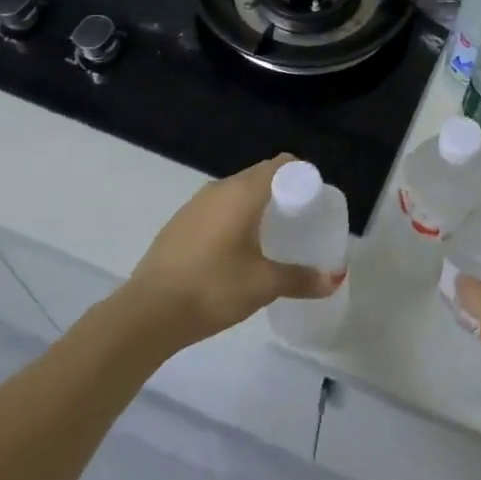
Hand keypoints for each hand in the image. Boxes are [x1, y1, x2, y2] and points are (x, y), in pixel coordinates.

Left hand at [122, 155, 338, 350]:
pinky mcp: (178, 224)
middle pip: (260, 176)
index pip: (282, 165)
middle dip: (282, 193)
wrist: (146, 314)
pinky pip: (216, 210)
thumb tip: (334, 279)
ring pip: (236, 193)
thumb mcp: (264, 285)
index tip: (314, 202)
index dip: (302, 177)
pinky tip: (235, 252)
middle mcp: (219, 188)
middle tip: (299, 222)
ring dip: (255, 207)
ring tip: (269, 238)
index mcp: (244, 192)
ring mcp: (194, 205)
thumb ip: (301, 279)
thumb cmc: (213, 288)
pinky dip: (233, 219)